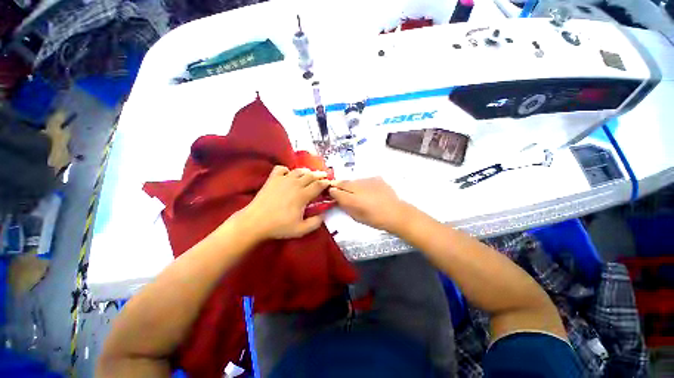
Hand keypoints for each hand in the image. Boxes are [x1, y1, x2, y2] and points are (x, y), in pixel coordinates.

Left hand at [241, 166, 330, 239]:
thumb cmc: (279, 226)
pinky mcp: (272, 179)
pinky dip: (287, 170)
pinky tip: (288, 174)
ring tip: (310, 174)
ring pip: (298, 170)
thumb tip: (323, 214)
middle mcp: (295, 184)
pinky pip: (281, 168)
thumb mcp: (301, 230)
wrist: (255, 222)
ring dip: (306, 171)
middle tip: (324, 176)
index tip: (329, 183)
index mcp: (303, 195)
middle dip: (320, 175)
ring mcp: (283, 180)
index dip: (326, 183)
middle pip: (311, 175)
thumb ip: (315, 222)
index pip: (318, 185)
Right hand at [328, 177, 411, 232]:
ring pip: (354, 180)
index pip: (335, 191)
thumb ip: (345, 206)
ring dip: (351, 185)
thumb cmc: (375, 219)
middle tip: (338, 189)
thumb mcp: (356, 217)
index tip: (331, 192)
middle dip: (339, 185)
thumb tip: (339, 199)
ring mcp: (367, 180)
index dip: (331, 191)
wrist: (396, 213)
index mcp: (352, 199)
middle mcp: (358, 187)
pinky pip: (364, 180)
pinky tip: (368, 191)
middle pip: (343, 182)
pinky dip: (363, 184)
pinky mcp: (376, 178)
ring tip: (356, 192)